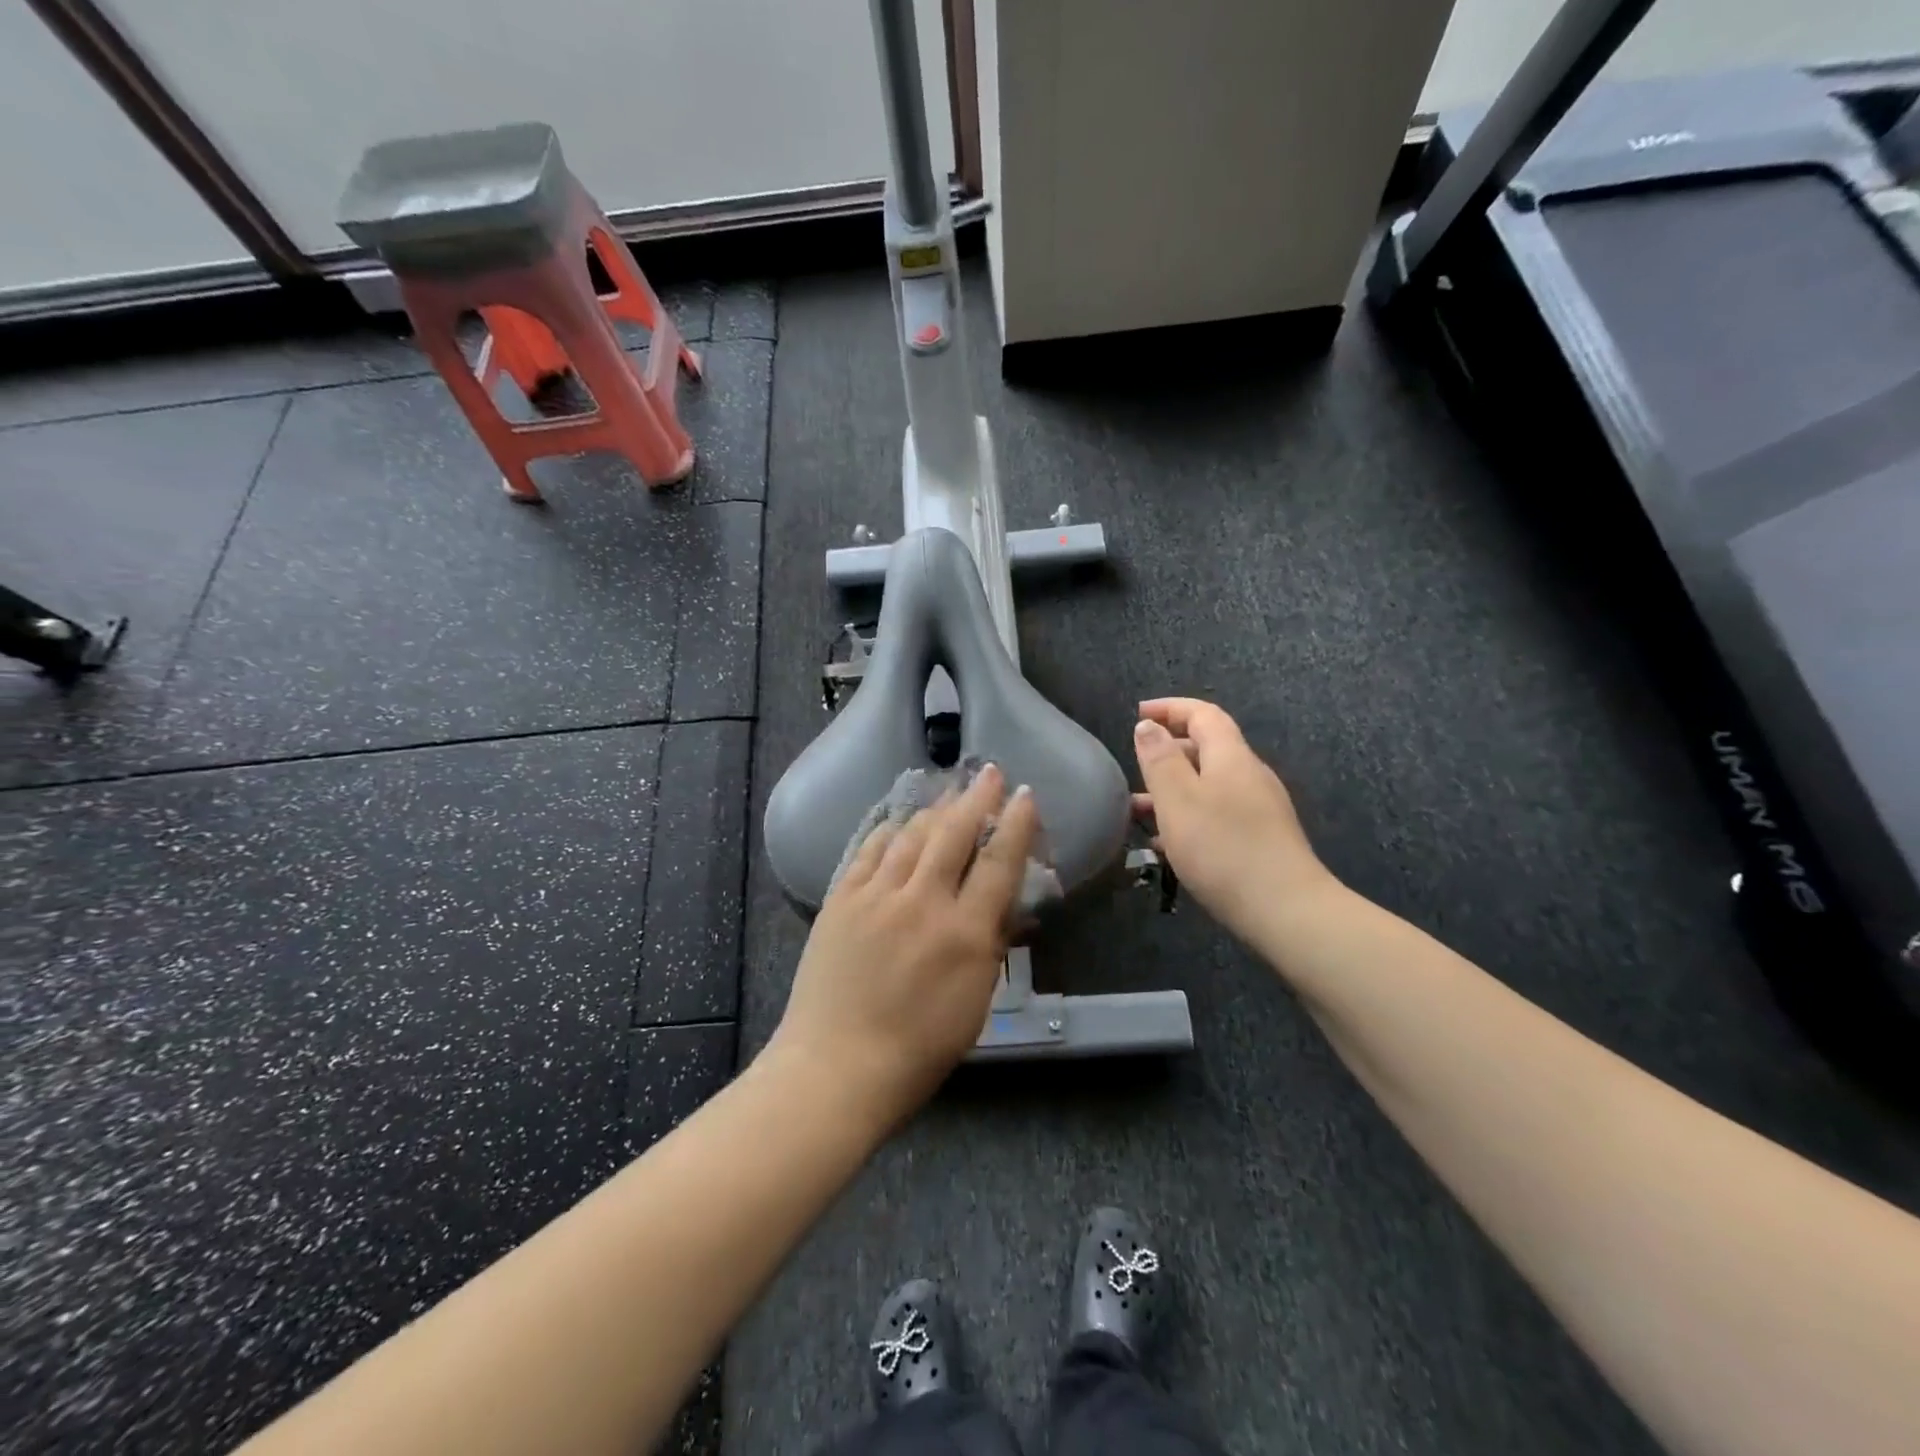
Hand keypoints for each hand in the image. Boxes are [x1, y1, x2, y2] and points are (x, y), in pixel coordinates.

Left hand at [770, 764, 1038, 1121]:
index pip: (999, 863)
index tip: (1025, 795)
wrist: (837, 1065)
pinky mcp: (842, 899)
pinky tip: (899, 821)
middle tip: (989, 773)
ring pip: (911, 834)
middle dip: (977, 798)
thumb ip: (990, 945)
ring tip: (948, 791)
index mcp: (964, 932)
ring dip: (934, 808)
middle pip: (954, 833)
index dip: (1016, 824)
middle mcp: (922, 902)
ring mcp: (876, 896)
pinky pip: (870, 851)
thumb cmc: (918, 1049)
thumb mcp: (974, 1002)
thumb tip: (1002, 903)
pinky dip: (890, 831)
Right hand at [1132, 697, 1334, 943]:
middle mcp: (1249, 775)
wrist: (1286, 910)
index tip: (1138, 713)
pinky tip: (1167, 844)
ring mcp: (1259, 808)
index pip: (1203, 714)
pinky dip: (1188, 816)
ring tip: (1138, 811)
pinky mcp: (1261, 839)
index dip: (1170, 708)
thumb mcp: (1178, 800)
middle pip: (1207, 748)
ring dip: (1173, 789)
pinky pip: (1217, 813)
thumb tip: (1148, 725)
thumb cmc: (1223, 848)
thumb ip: (1160, 759)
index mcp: (1231, 756)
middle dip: (1168, 751)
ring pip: (1208, 784)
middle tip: (1134, 766)